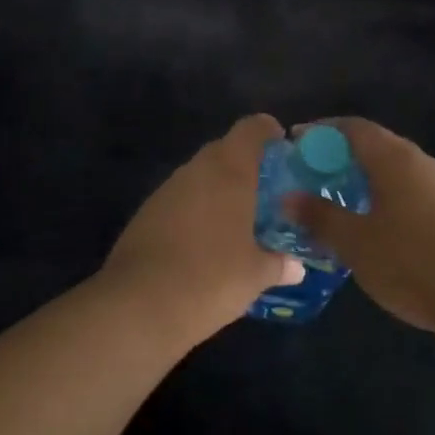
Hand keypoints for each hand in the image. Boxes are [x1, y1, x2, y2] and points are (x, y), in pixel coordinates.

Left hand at [99, 114, 305, 344]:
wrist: (138, 305)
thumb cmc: (211, 278)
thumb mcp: (255, 276)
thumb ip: (278, 264)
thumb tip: (295, 267)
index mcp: (229, 172)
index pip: (251, 129)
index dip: (268, 131)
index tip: (283, 146)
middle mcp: (196, 170)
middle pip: (224, 150)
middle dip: (245, 165)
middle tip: (267, 191)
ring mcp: (166, 190)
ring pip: (199, 176)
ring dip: (218, 189)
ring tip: (239, 219)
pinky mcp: (146, 213)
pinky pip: (180, 200)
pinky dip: (196, 210)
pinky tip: (206, 240)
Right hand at [287, 118, 434, 341]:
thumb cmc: (415, 263)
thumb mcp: (356, 243)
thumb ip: (320, 217)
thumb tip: (288, 197)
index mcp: (396, 160)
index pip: (353, 128)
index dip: (322, 131)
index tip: (296, 143)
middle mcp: (424, 165)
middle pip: (377, 148)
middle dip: (342, 160)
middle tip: (313, 181)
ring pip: (398, 176)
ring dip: (367, 185)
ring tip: (341, 210)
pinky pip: (415, 199)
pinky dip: (389, 205)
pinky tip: (379, 237)